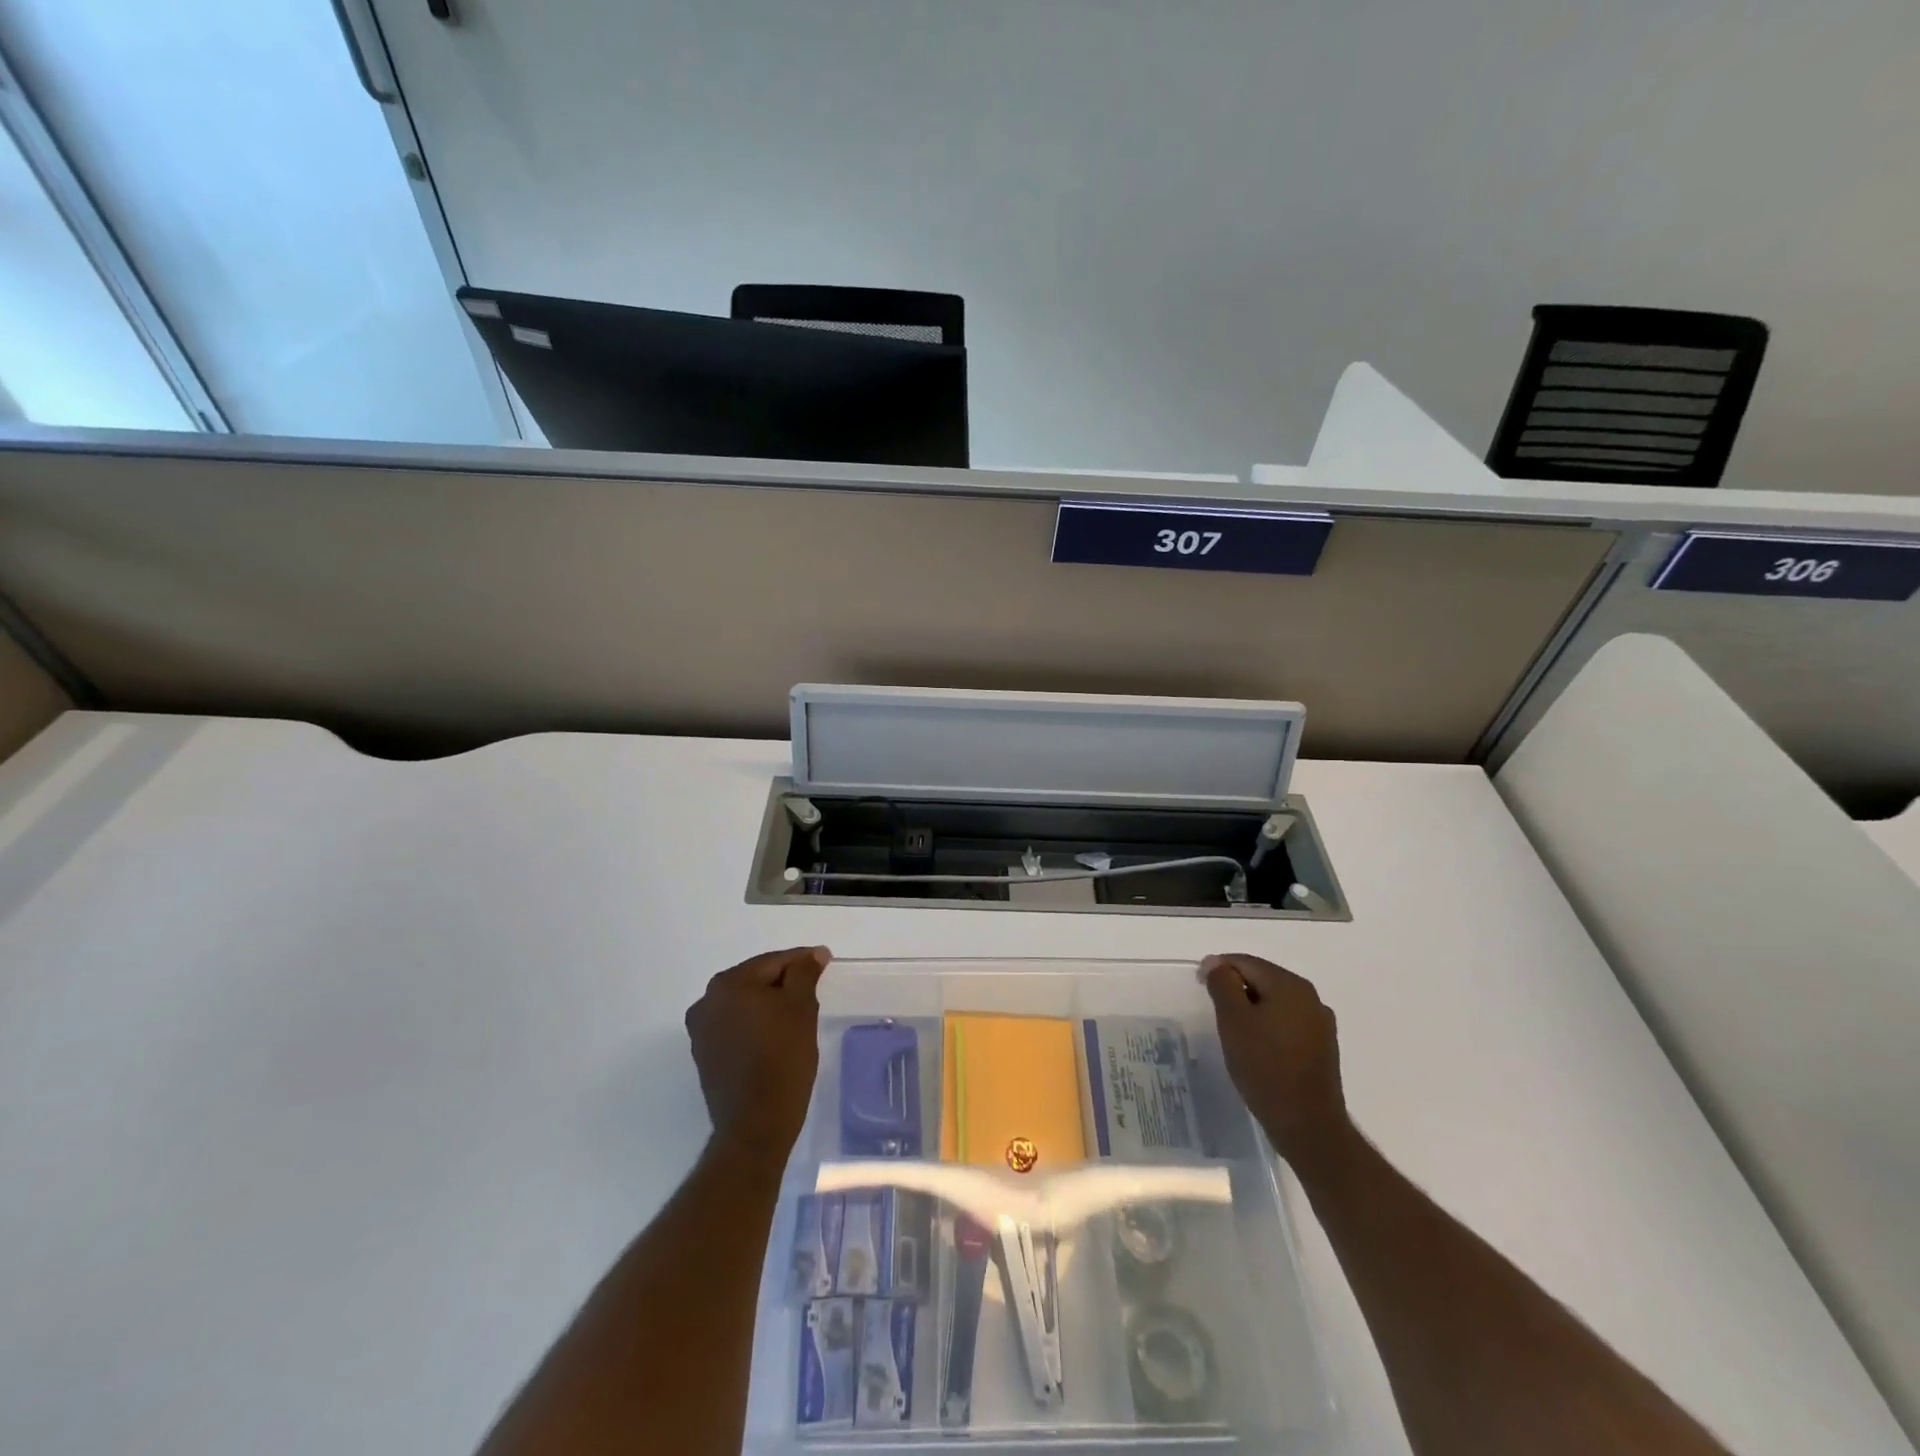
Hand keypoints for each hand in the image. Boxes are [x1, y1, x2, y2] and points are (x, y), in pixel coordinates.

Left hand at [685, 946, 831, 1162]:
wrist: (756, 1125)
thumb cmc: (783, 1059)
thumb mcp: (801, 1008)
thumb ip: (804, 974)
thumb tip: (812, 954)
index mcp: (728, 984)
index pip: (773, 962)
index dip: (801, 961)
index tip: (824, 962)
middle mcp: (707, 1002)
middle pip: (755, 981)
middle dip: (784, 984)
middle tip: (813, 991)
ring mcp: (701, 1031)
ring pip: (744, 1005)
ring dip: (768, 1005)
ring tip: (797, 1016)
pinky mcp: (705, 1056)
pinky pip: (735, 1027)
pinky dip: (755, 1025)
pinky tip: (776, 1037)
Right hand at [1202, 953, 1352, 1169]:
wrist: (1307, 1125)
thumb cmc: (1265, 1067)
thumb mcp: (1233, 1020)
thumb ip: (1223, 984)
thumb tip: (1217, 964)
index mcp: (1290, 985)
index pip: (1245, 962)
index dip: (1218, 969)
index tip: (1199, 986)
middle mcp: (1310, 997)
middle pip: (1262, 979)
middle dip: (1235, 989)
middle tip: (1214, 1011)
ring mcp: (1320, 1023)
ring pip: (1275, 1002)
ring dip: (1251, 1009)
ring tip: (1233, 1031)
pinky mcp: (1322, 1047)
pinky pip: (1287, 1023)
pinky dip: (1268, 1026)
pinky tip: (1257, 1048)